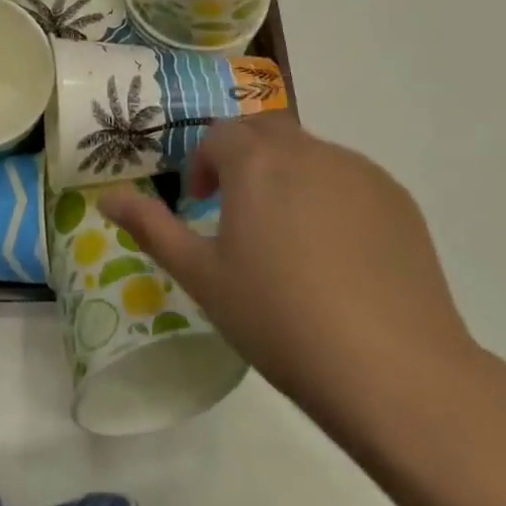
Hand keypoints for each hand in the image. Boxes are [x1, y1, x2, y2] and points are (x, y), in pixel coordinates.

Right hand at [101, 114, 477, 440]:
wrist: (395, 371)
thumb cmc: (281, 320)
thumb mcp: (203, 277)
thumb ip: (152, 227)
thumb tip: (108, 196)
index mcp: (257, 162)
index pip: (220, 135)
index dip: (203, 164)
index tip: (202, 206)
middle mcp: (308, 150)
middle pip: (265, 134)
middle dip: (243, 160)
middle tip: (239, 213)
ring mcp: (359, 170)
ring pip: (309, 153)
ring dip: (287, 177)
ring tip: (289, 238)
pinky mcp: (397, 198)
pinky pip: (350, 178)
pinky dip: (331, 197)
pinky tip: (338, 254)